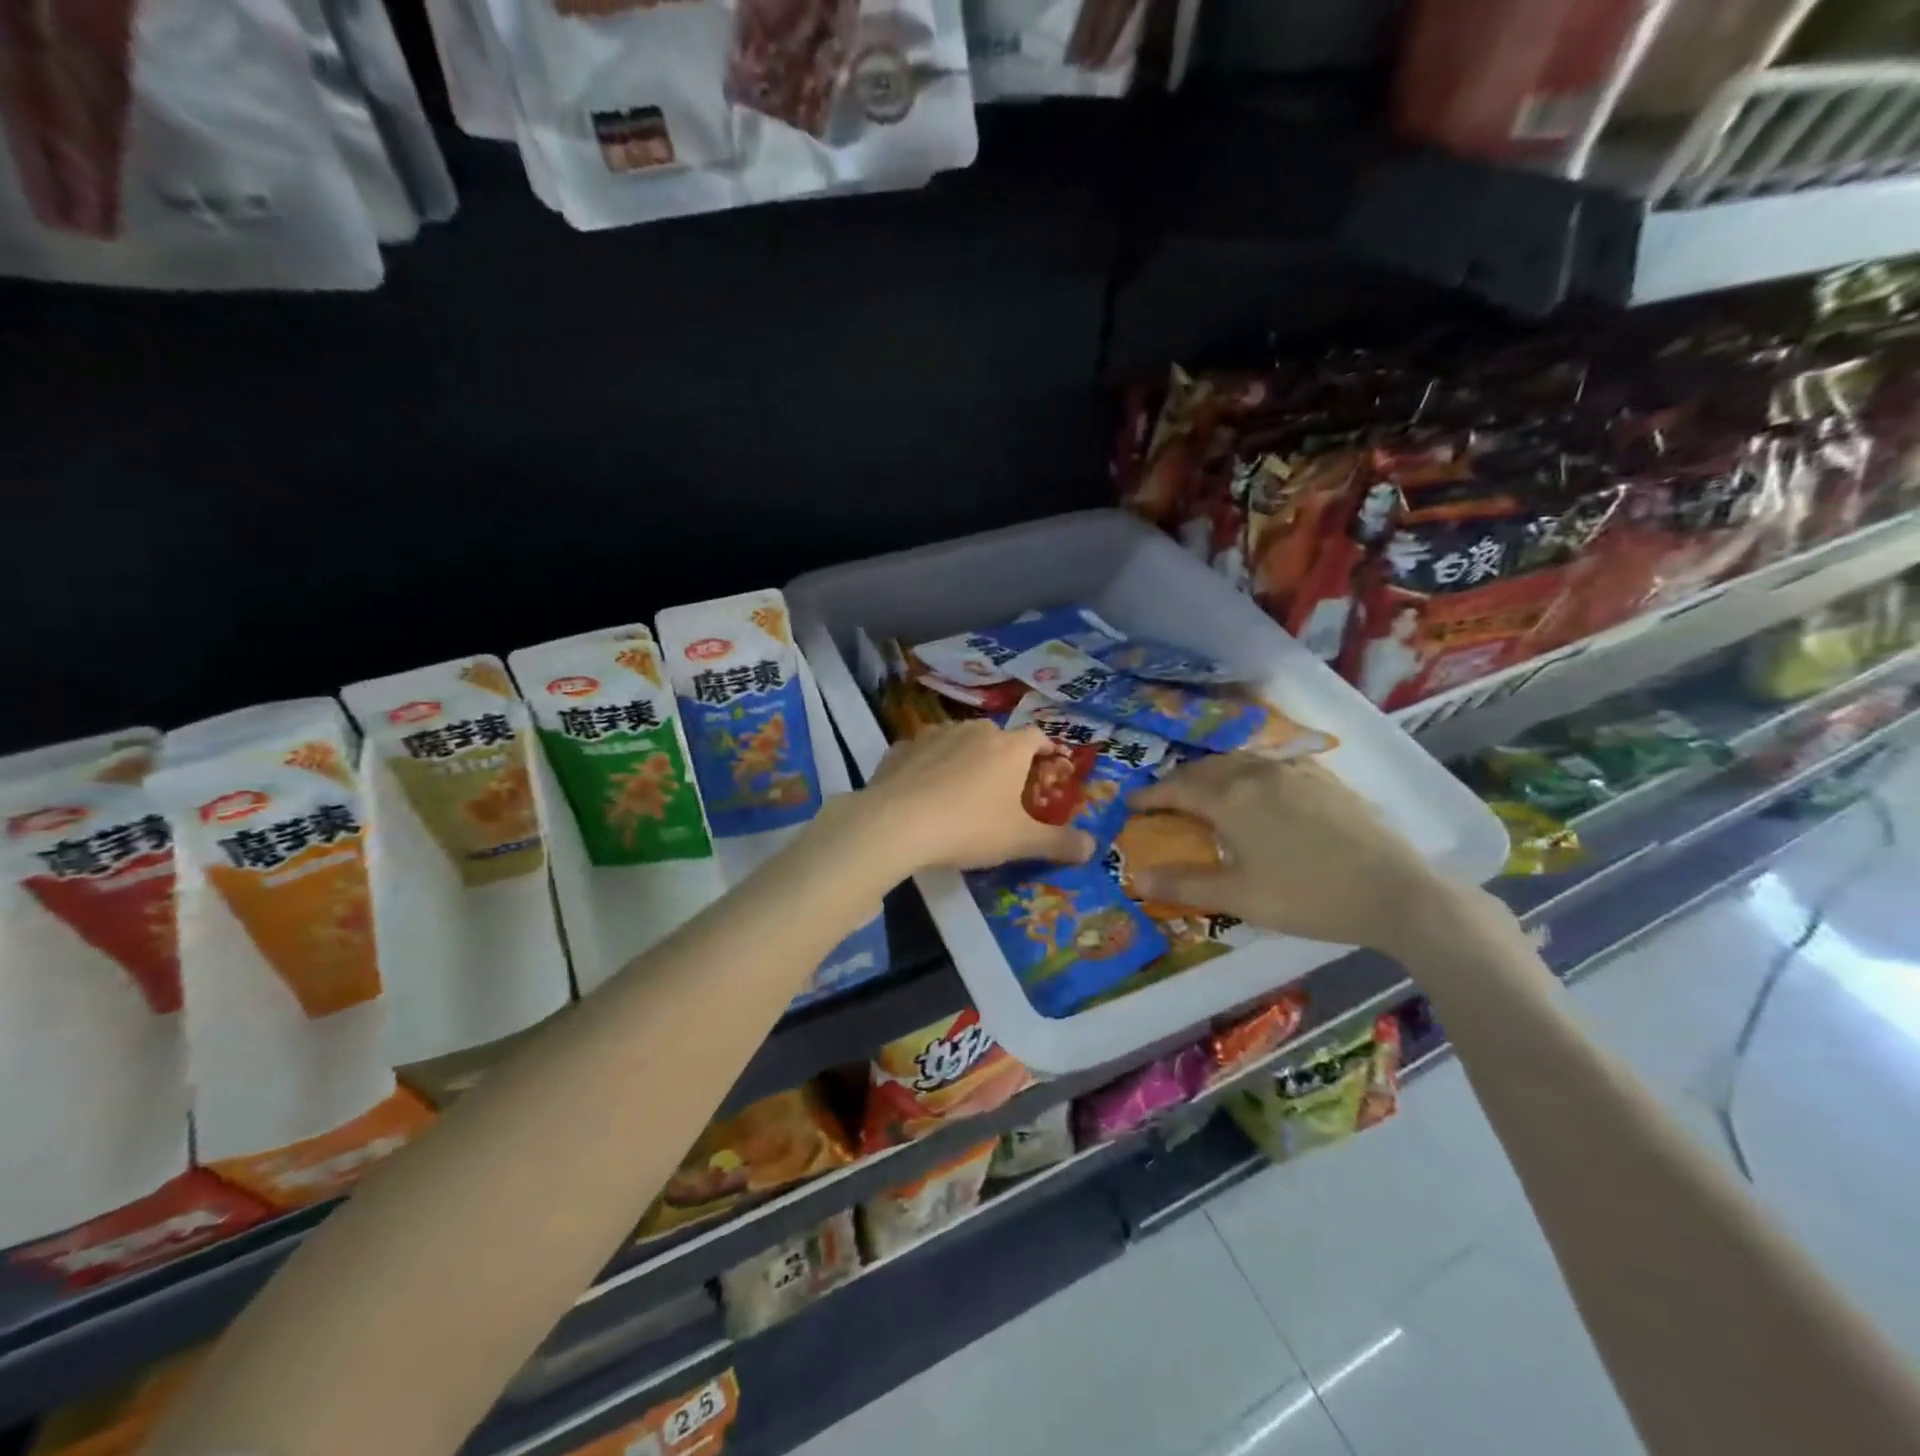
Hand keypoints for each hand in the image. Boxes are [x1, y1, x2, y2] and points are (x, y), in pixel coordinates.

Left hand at [861, 720, 1094, 870]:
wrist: (897, 822)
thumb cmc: (970, 827)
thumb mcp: (1020, 841)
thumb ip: (1058, 843)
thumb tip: (1093, 847)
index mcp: (1009, 747)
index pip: (1037, 737)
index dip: (1046, 749)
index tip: (1049, 763)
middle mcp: (975, 731)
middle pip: (997, 737)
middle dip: (1003, 756)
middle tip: (1003, 785)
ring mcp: (935, 735)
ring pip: (958, 740)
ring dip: (964, 757)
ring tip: (962, 787)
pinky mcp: (901, 748)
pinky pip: (923, 753)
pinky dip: (928, 765)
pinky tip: (923, 789)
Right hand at [1126, 753, 1461, 955]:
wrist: (1394, 891)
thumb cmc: (1307, 896)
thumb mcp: (1239, 896)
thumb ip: (1184, 884)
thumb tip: (1135, 878)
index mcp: (1231, 798)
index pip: (1178, 788)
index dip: (1151, 795)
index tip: (1131, 804)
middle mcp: (1258, 773)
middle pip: (1207, 768)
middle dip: (1180, 781)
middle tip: (1165, 798)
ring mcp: (1296, 772)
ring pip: (1241, 761)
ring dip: (1214, 773)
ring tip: (1206, 789)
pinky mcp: (1325, 779)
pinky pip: (1274, 764)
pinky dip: (1251, 771)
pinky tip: (1260, 786)